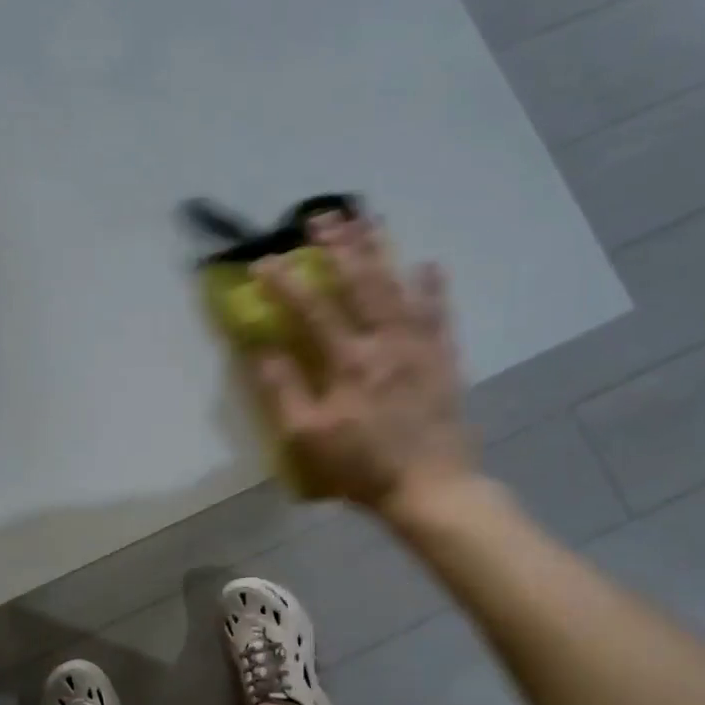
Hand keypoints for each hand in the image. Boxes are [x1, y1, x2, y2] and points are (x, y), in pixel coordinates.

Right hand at [252, 214, 477, 518]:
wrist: (431, 489)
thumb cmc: (362, 466)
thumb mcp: (308, 437)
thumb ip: (283, 391)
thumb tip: (260, 351)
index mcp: (348, 362)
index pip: (312, 310)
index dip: (285, 283)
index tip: (263, 262)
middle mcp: (385, 342)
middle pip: (360, 283)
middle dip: (338, 246)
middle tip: (320, 216)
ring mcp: (419, 347)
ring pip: (398, 287)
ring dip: (379, 250)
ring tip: (366, 219)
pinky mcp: (444, 359)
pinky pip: (439, 314)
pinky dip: (433, 287)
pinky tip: (428, 264)